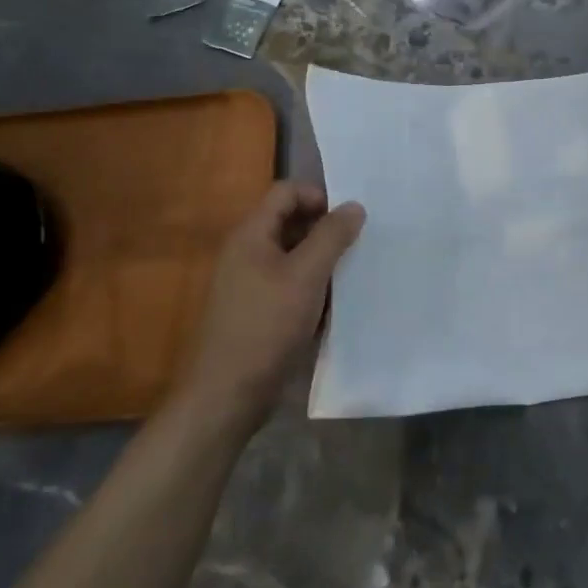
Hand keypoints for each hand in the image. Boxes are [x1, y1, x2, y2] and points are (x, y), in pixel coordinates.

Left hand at [172, 182, 364, 438]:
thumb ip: (332, 236)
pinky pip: (292, 284)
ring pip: (295, 256)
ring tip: (354, 274)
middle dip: (327, 230)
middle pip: (292, 222)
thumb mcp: (307, 276)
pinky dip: (314, 287)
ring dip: (324, 261)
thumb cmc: (266, 326)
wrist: (228, 395)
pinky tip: (336, 305)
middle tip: (360, 245)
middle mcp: (247, 253)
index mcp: (251, 235)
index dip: (319, 197)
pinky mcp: (259, 311)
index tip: (350, 220)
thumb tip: (354, 206)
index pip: (287, 192)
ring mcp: (251, 284)